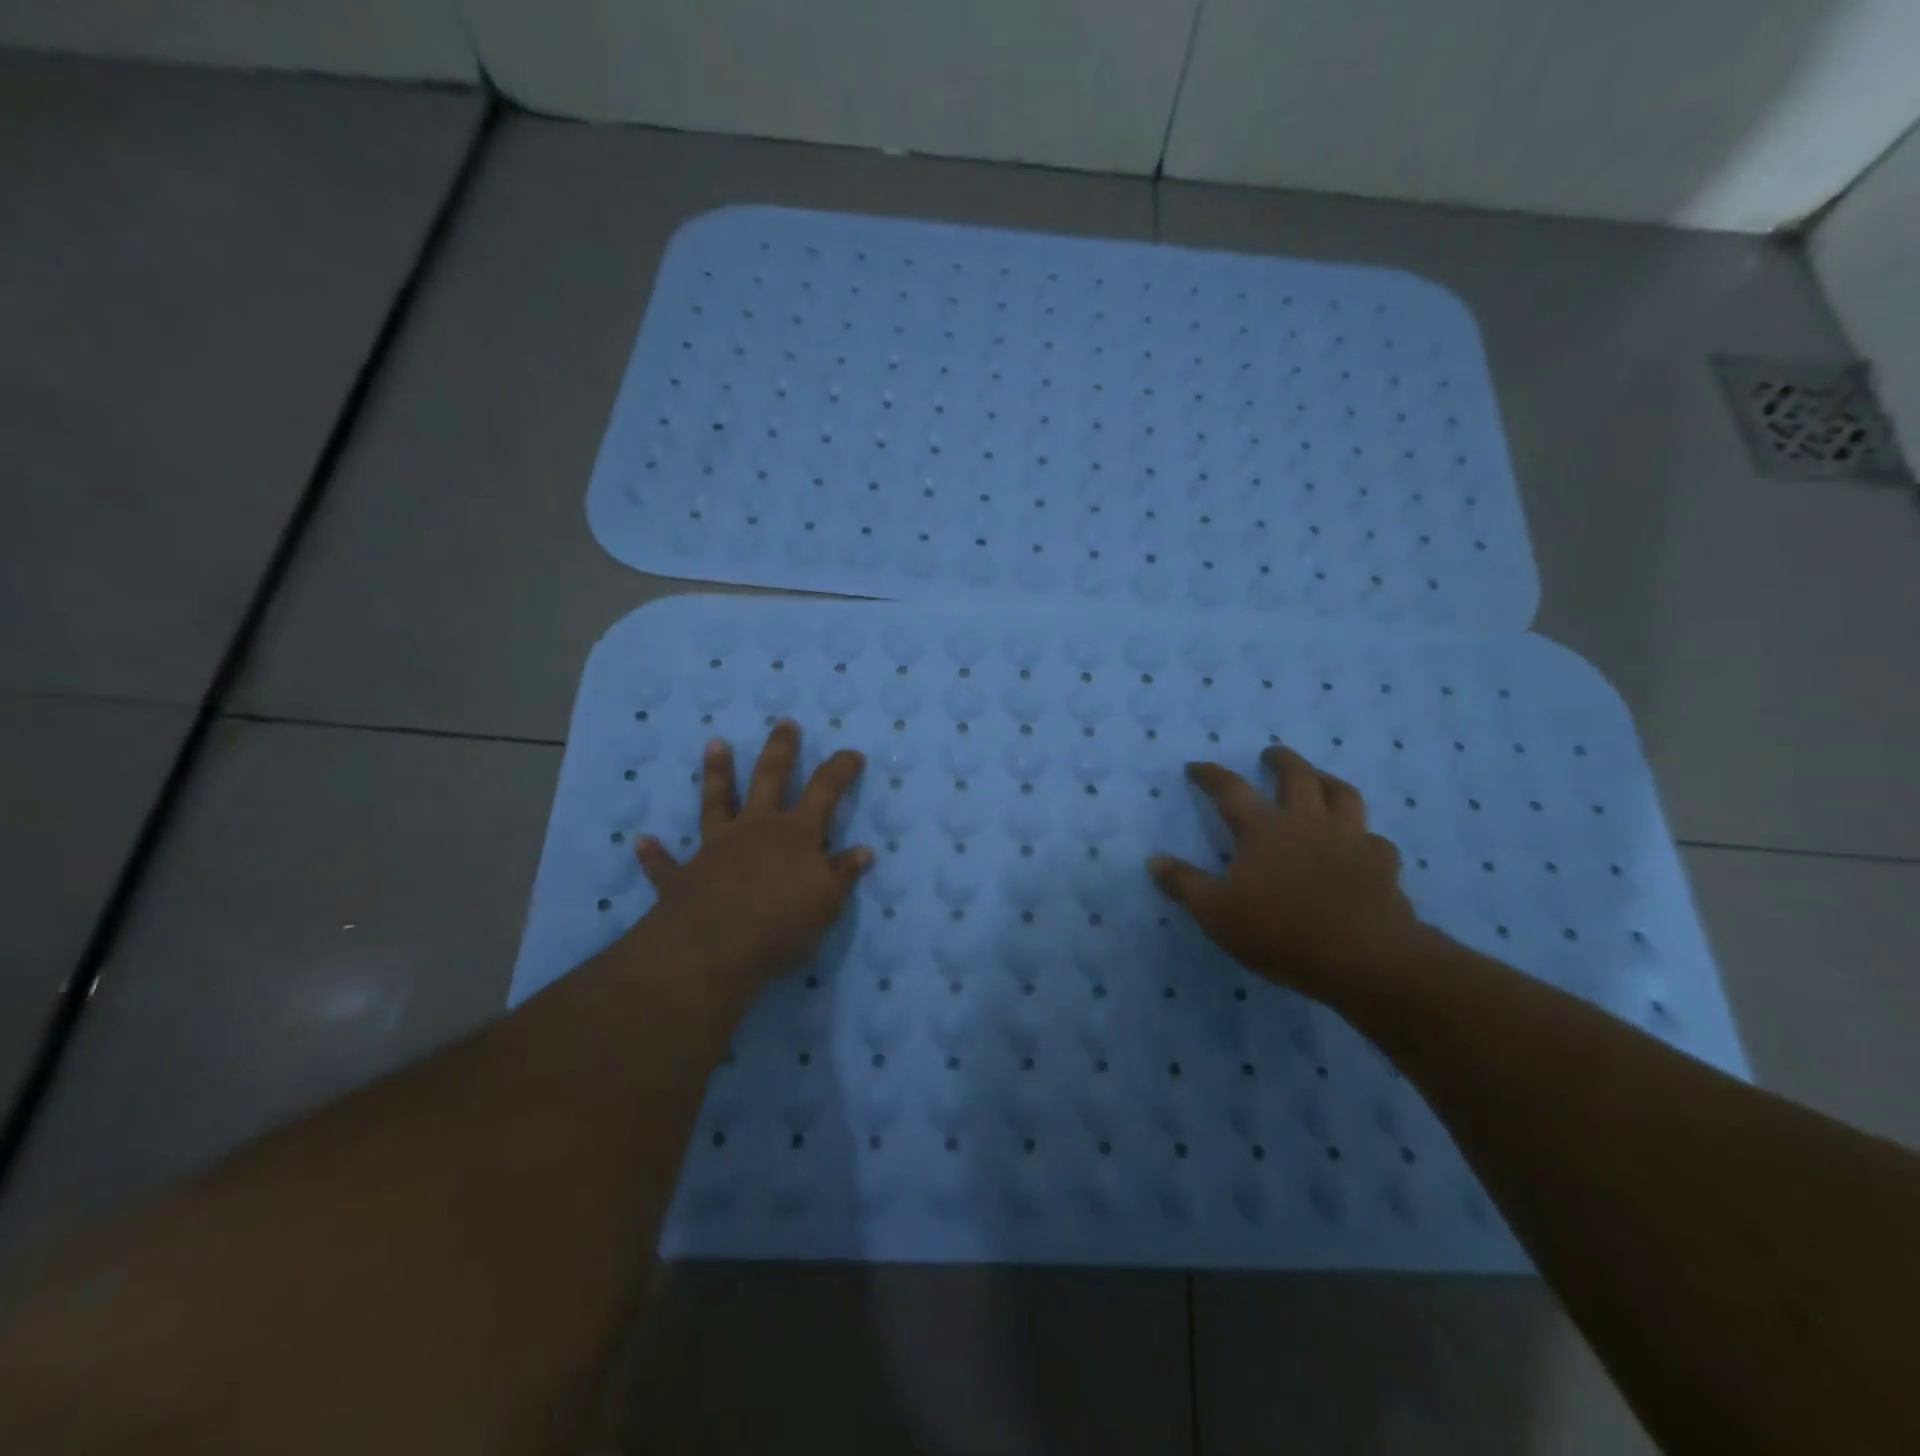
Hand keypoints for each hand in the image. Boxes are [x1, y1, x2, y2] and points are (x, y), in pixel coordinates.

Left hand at [629, 720, 871, 1004]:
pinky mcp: (684, 875)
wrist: (714, 950)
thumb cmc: (781, 924)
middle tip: (784, 724)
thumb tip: (863, 851)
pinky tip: (640, 841)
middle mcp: (756, 828)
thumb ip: (843, 874)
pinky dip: (654, 853)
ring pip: (717, 802)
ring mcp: (717, 847)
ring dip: (717, 774)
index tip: (853, 753)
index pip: (825, 790)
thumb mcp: (827, 903)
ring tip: (715, 744)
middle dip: (781, 750)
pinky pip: (666, 863)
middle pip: (770, 778)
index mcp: (796, 833)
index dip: (840, 769)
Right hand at [1148, 746, 1422, 1004]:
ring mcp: (1350, 840)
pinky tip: (1362, 845)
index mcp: (1264, 830)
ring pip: (1344, 796)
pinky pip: (1375, 840)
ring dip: (1329, 782)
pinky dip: (1365, 837)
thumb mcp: (1215, 912)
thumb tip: (1154, 861)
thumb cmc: (1279, 931)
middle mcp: (1308, 823)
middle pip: (1297, 776)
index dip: (1210, 775)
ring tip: (1321, 781)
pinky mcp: (1383, 864)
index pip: (1230, 790)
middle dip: (1282, 760)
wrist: (1362, 957)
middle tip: (1271, 754)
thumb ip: (1184, 884)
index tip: (1196, 766)